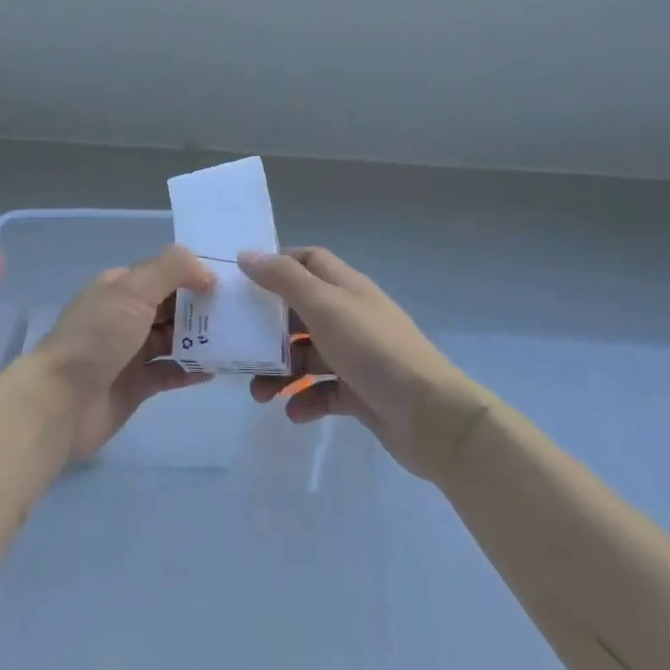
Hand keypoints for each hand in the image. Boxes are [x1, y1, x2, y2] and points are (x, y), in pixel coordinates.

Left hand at [11, 245, 216, 460]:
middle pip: (171, 306)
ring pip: (173, 339)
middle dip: (202, 307)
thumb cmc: (97, 338)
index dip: (194, 275)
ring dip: (201, 338)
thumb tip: (206, 271)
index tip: (229, 282)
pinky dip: (191, 370)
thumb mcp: (132, 290)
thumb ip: (171, 270)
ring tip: (236, 339)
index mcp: (120, 288)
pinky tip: (215, 369)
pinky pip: (170, 372)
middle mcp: (125, 316)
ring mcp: (130, 352)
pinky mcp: (136, 385)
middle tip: (241, 313)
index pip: (163, 273)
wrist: (60, 402)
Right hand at [239, 247, 492, 480]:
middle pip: (300, 312)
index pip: (308, 261)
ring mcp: (356, 356)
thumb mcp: (323, 305)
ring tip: (260, 393)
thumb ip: (283, 279)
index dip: (277, 265)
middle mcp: (350, 317)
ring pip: (307, 356)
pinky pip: (323, 392)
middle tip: (239, 344)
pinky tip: (295, 413)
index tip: (244, 281)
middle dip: (269, 329)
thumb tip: (247, 255)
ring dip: (280, 372)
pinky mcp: (360, 393)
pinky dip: (305, 400)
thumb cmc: (372, 349)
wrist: (430, 414)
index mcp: (345, 288)